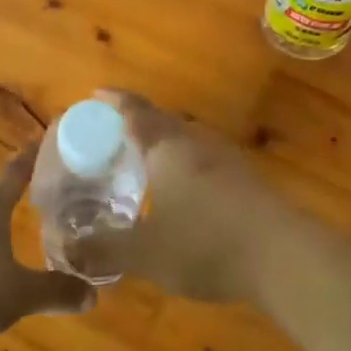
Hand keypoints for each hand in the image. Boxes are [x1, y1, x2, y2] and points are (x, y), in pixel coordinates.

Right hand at [99, 90, 291, 304]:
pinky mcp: (245, 179)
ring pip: (186, 140)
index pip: (136, 111)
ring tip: (143, 164)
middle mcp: (196, 143)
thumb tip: (68, 249)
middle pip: (163, 121)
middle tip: (112, 137)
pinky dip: (183, 165)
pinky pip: (203, 160)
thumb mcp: (146, 254)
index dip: (115, 100)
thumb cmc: (206, 244)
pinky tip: (181, 192)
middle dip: (137, 123)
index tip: (97, 94)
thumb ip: (104, 249)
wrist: (283, 256)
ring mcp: (226, 159)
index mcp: (167, 148)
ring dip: (163, 144)